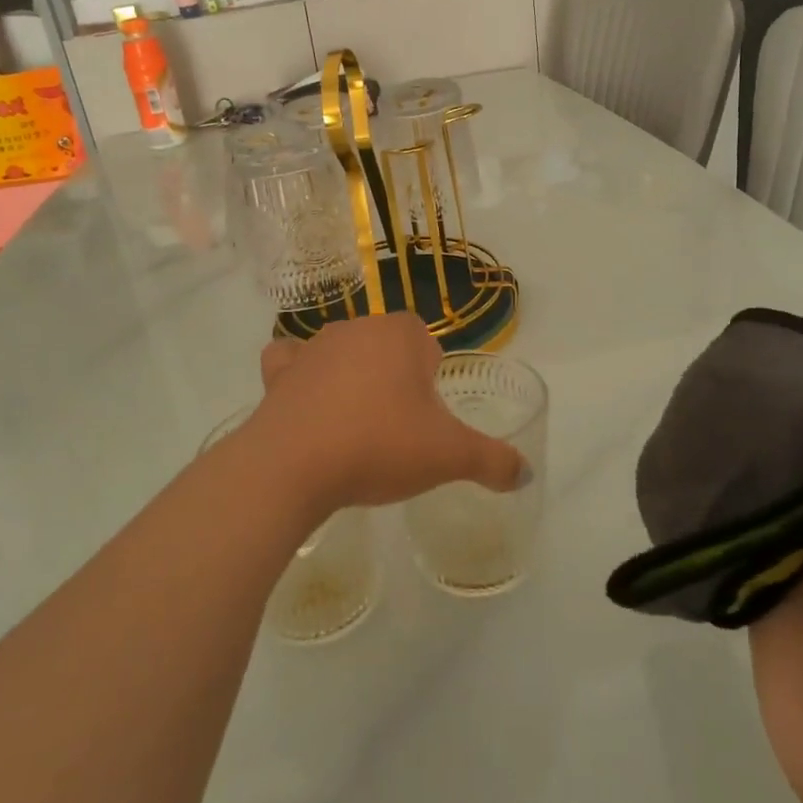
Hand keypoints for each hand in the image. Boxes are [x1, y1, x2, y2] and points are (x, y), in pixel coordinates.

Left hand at [244, 314, 529, 517]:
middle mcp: (356, 328)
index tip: (427, 416)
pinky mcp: (277, 374)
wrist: (295, 466)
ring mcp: (312, 348)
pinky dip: (299, 378)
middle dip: (394, 379)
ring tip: (356, 429)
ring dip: (350, 380)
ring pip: (341, 355)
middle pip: (385, 348)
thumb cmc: (381, 445)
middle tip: (398, 429)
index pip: (426, 343)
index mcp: (401, 335)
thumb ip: (492, 461)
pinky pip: (290, 364)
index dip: (431, 378)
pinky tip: (307, 406)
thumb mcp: (449, 456)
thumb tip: (525, 474)